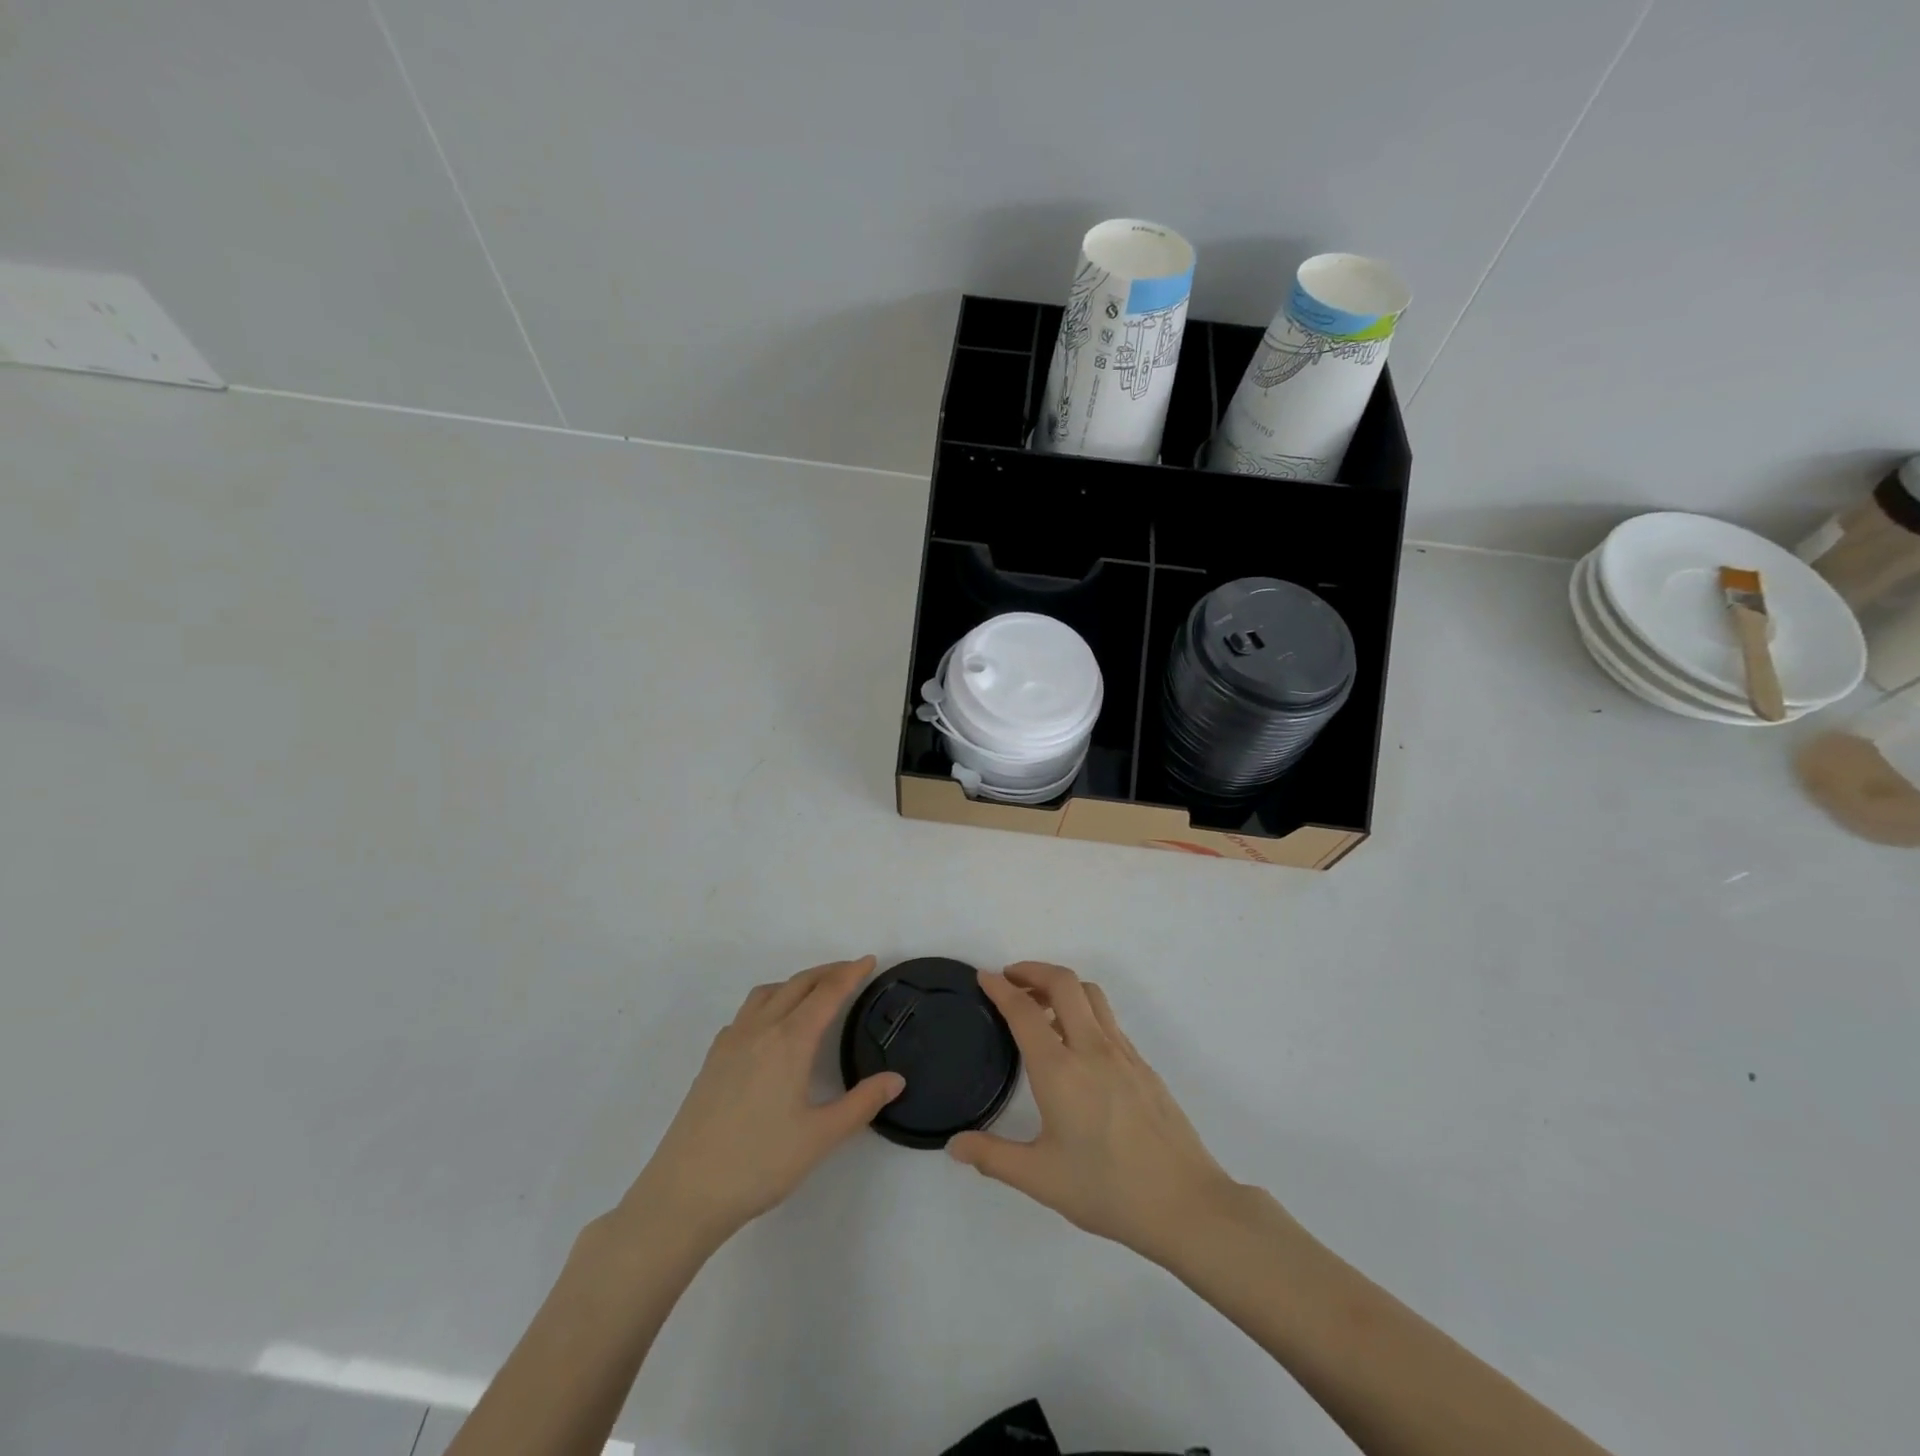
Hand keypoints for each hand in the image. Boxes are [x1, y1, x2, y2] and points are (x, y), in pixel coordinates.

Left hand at [619, 957, 902, 1246]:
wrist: (685, 1193)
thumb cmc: (759, 1164)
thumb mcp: (820, 1138)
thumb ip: (862, 1104)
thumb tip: (896, 1079)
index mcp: (789, 1041)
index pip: (827, 994)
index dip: (850, 974)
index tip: (869, 960)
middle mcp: (760, 1030)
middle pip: (798, 984)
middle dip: (827, 972)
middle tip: (851, 971)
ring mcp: (731, 1042)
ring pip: (768, 993)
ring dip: (796, 983)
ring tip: (814, 992)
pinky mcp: (712, 1059)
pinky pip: (745, 1013)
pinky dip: (769, 1002)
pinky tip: (771, 1027)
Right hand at [948, 963, 1242, 1264]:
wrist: (1185, 1203)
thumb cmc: (1107, 1190)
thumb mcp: (1041, 1179)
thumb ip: (993, 1157)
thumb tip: (955, 1145)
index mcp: (1060, 1070)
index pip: (1023, 1011)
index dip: (1000, 988)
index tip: (984, 977)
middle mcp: (1091, 1048)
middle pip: (1063, 982)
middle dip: (1033, 970)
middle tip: (1011, 978)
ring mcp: (1122, 1053)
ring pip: (1090, 994)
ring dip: (1061, 986)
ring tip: (1040, 1005)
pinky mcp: (1142, 1064)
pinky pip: (1107, 1019)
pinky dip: (1083, 1009)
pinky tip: (1076, 1042)